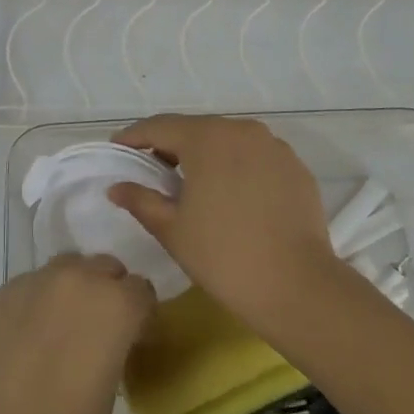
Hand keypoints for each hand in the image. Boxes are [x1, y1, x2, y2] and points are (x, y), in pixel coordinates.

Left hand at [0, 255, 154, 413]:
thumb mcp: (112, 386)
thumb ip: (115, 345)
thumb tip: (107, 338)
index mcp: (115, 304)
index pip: (141, 290)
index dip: (140, 315)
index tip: (132, 339)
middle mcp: (77, 279)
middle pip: (104, 267)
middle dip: (108, 292)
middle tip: (98, 332)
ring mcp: (34, 281)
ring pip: (66, 268)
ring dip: (72, 289)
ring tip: (61, 328)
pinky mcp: (1, 293)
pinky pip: (30, 285)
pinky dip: (36, 302)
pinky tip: (26, 338)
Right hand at [107, 114, 342, 324]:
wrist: (297, 286)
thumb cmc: (223, 255)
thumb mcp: (172, 229)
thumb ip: (141, 200)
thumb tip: (117, 187)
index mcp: (207, 138)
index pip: (160, 127)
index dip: (134, 137)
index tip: (117, 148)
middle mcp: (242, 130)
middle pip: (195, 129)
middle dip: (170, 144)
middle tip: (150, 168)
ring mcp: (274, 147)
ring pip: (228, 140)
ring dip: (204, 154)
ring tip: (190, 182)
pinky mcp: (295, 167)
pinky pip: (255, 157)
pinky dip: (235, 166)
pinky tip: (229, 194)